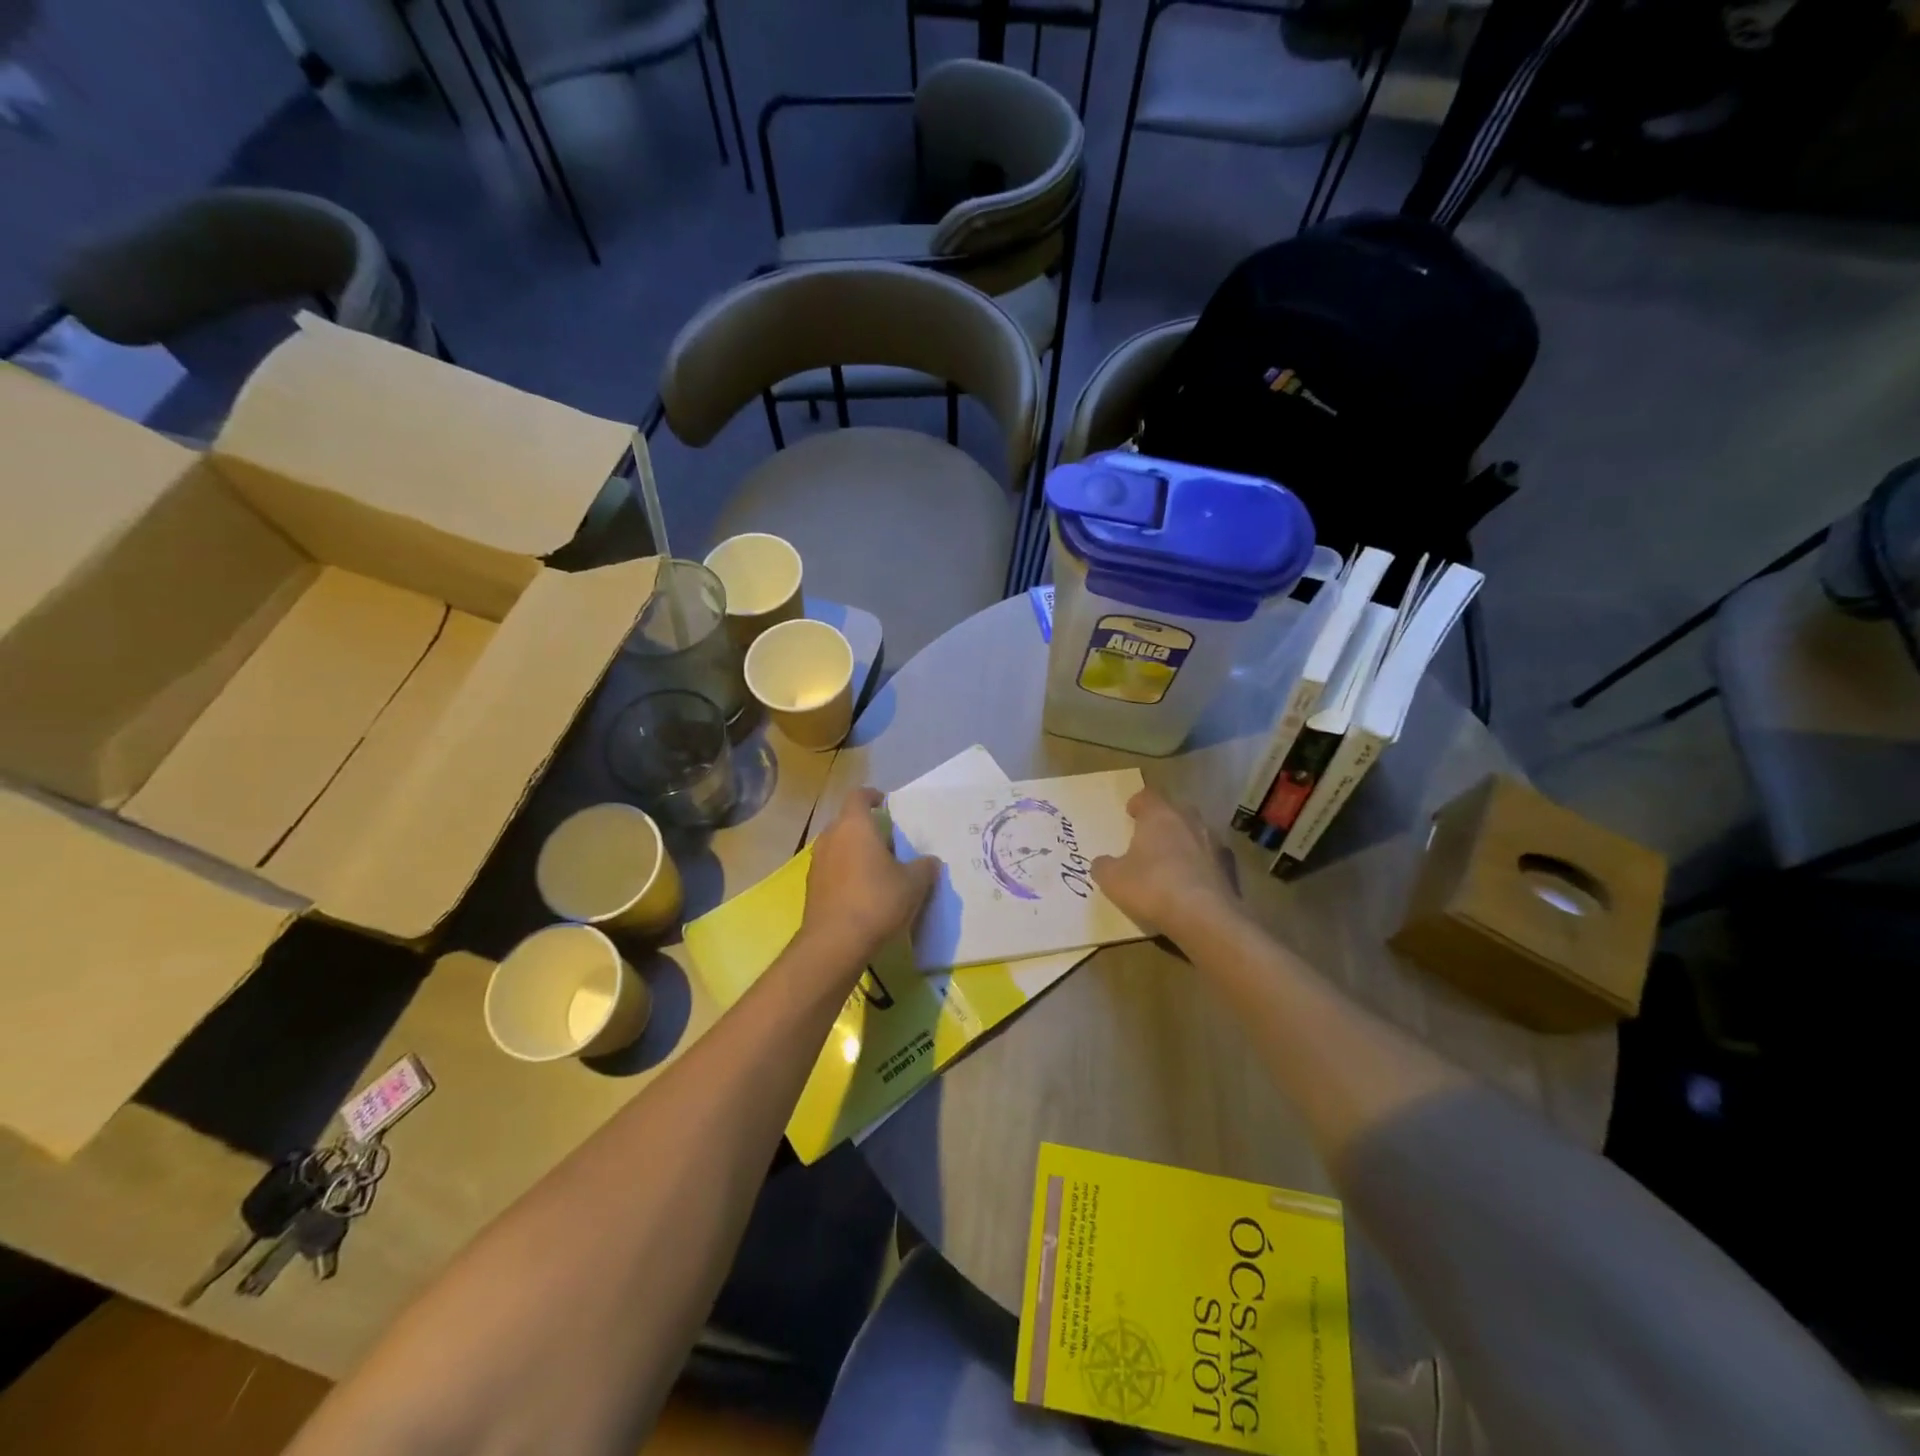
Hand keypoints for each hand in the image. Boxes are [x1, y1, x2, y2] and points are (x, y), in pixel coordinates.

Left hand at [800, 788, 940, 967]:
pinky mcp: (812, 887)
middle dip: (866, 828)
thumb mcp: (913, 883)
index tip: (885, 804)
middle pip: (848, 822)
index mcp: (854, 825)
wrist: (835, 943)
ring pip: (838, 846)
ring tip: (877, 869)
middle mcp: (831, 837)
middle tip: (889, 842)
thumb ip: (925, 867)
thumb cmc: (877, 900)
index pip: (859, 796)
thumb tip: (930, 861)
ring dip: (855, 851)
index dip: (872, 796)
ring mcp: (817, 862)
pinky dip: (845, 872)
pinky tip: (862, 892)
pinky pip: (832, 869)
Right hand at [1092, 787, 1239, 940]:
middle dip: (1163, 820)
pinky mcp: (1229, 868)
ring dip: (1184, 841)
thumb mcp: (1112, 879)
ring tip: (1170, 860)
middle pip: (1175, 810)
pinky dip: (1200, 865)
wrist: (1205, 918)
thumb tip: (1102, 863)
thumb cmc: (1152, 887)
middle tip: (1149, 835)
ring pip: (1196, 833)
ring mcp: (1214, 843)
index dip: (1137, 802)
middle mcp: (1189, 821)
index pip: (1148, 795)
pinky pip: (1210, 859)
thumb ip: (1104, 866)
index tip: (1130, 813)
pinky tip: (1191, 883)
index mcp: (1160, 815)